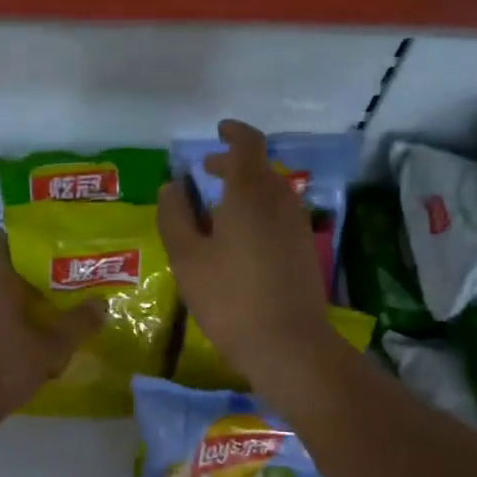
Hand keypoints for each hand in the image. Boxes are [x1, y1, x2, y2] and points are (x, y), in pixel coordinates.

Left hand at [0, 227, 104, 423]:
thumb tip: (102, 303)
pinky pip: (0, 322)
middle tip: (71, 271)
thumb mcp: (51, 345)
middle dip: (36, 271)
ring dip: (29, 301)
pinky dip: (20, 324)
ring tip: (63, 305)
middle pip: (8, 271)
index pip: (3, 241)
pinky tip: (43, 339)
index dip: (25, 234)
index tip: (52, 235)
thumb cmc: (3, 364)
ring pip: (5, 299)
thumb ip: (78, 323)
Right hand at [157, 119, 337, 388]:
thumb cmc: (230, 298)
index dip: (234, 133)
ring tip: (216, 212)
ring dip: (244, 192)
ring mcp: (297, 226)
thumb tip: (173, 186)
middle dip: (232, 165)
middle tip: (205, 174)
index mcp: (250, 193)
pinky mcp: (304, 250)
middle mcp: (280, 200)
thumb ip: (175, 216)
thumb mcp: (187, 258)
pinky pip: (278, 216)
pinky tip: (238, 241)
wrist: (288, 344)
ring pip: (270, 194)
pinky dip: (257, 213)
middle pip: (258, 169)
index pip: (248, 145)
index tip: (218, 131)